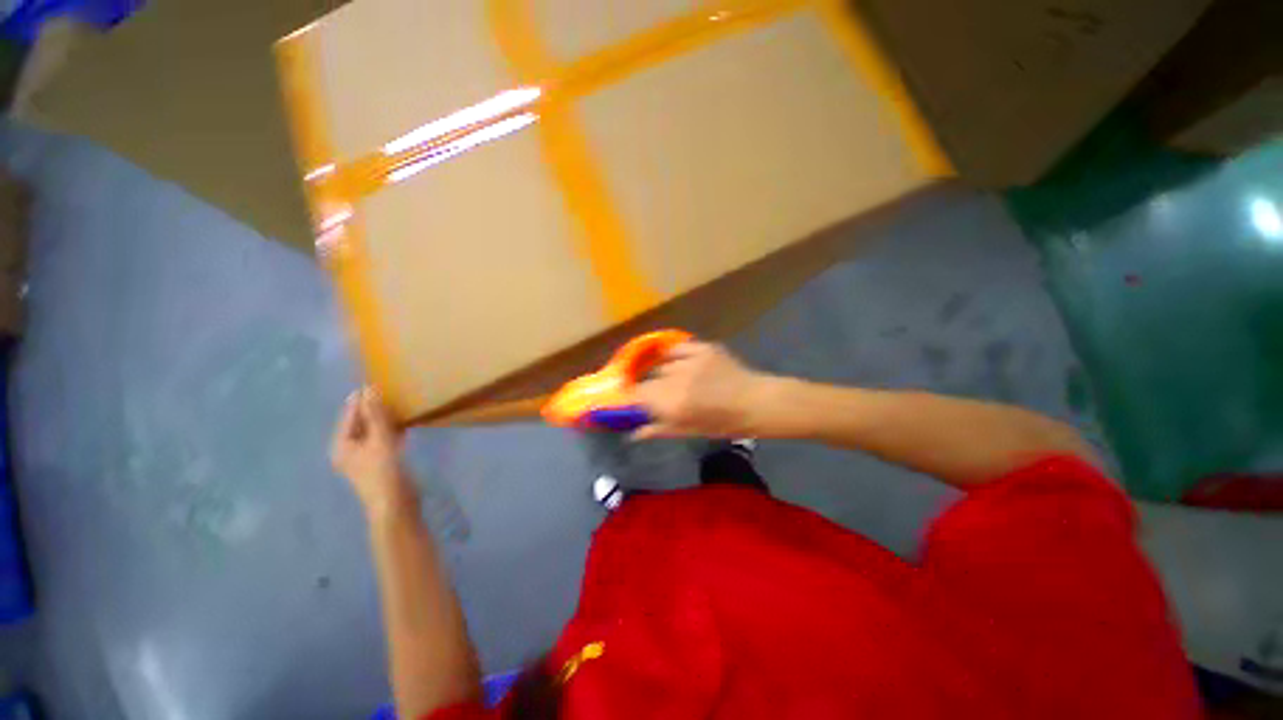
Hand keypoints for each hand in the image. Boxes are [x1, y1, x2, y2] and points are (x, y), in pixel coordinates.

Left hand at [330, 388, 416, 517]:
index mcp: (341, 445)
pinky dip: (391, 429)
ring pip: (373, 430)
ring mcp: (365, 456)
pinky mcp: (381, 461)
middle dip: (373, 408)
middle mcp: (349, 449)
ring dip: (383, 418)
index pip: (349, 415)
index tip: (374, 380)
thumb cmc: (384, 473)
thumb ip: (376, 416)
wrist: (396, 505)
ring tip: (398, 402)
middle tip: (389, 390)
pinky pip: (383, 438)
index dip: (361, 399)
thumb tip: (369, 389)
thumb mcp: (380, 441)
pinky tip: (403, 422)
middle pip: (360, 423)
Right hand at [631, 342, 774, 439]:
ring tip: (674, 381)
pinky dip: (674, 356)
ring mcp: (690, 359)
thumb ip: (658, 429)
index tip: (627, 402)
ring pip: (662, 364)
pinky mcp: (703, 347)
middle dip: (646, 388)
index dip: (628, 398)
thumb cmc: (723, 423)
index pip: (636, 395)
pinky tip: (679, 363)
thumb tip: (633, 433)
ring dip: (662, 374)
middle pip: (647, 379)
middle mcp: (676, 378)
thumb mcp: (689, 431)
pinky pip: (678, 348)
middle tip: (655, 396)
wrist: (756, 402)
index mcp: (673, 402)